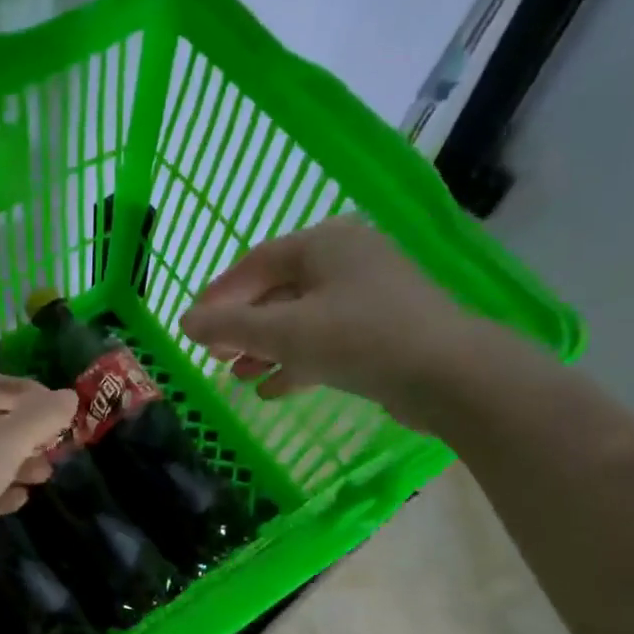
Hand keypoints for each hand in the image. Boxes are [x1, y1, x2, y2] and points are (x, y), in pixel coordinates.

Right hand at [179, 216, 523, 429]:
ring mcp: (368, 295)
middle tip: (215, 356)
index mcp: (324, 243)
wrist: (448, 374)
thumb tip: (185, 323)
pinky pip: (326, 340)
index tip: (193, 325)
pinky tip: (272, 390)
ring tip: (239, 376)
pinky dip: (297, 361)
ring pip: (301, 319)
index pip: (256, 262)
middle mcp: (347, 259)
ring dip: (266, 348)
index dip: (219, 295)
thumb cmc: (359, 339)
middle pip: (277, 291)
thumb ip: (230, 327)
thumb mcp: (284, 332)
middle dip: (243, 327)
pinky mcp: (382, 330)